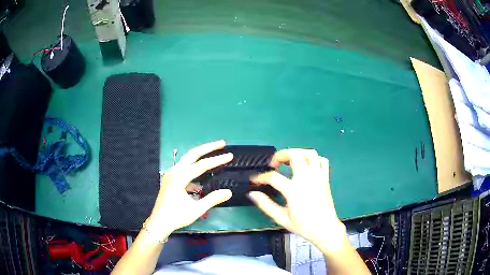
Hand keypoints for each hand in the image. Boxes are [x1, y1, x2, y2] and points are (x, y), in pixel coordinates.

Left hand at [146, 140, 232, 237]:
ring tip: (214, 152)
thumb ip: (212, 199)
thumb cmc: (177, 217)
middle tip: (222, 143)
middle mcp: (174, 171)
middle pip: (192, 154)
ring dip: (201, 155)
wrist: (159, 222)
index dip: (217, 160)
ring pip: (187, 159)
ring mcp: (171, 174)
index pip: (201, 165)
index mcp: (179, 178)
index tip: (230, 155)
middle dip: (208, 148)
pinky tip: (202, 175)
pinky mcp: (170, 178)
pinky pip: (184, 168)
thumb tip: (228, 192)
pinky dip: (195, 167)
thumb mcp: (196, 210)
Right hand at [249, 149, 345, 249]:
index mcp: (294, 190)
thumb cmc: (303, 225)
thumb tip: (252, 194)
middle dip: (281, 155)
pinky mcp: (325, 178)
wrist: (325, 229)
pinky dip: (314, 159)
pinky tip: (307, 166)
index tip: (255, 180)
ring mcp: (318, 176)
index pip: (273, 177)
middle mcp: (306, 178)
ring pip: (310, 153)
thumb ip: (266, 205)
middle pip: (294, 155)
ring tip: (290, 161)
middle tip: (274, 164)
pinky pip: (322, 160)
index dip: (261, 177)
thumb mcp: (282, 218)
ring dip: (298, 153)